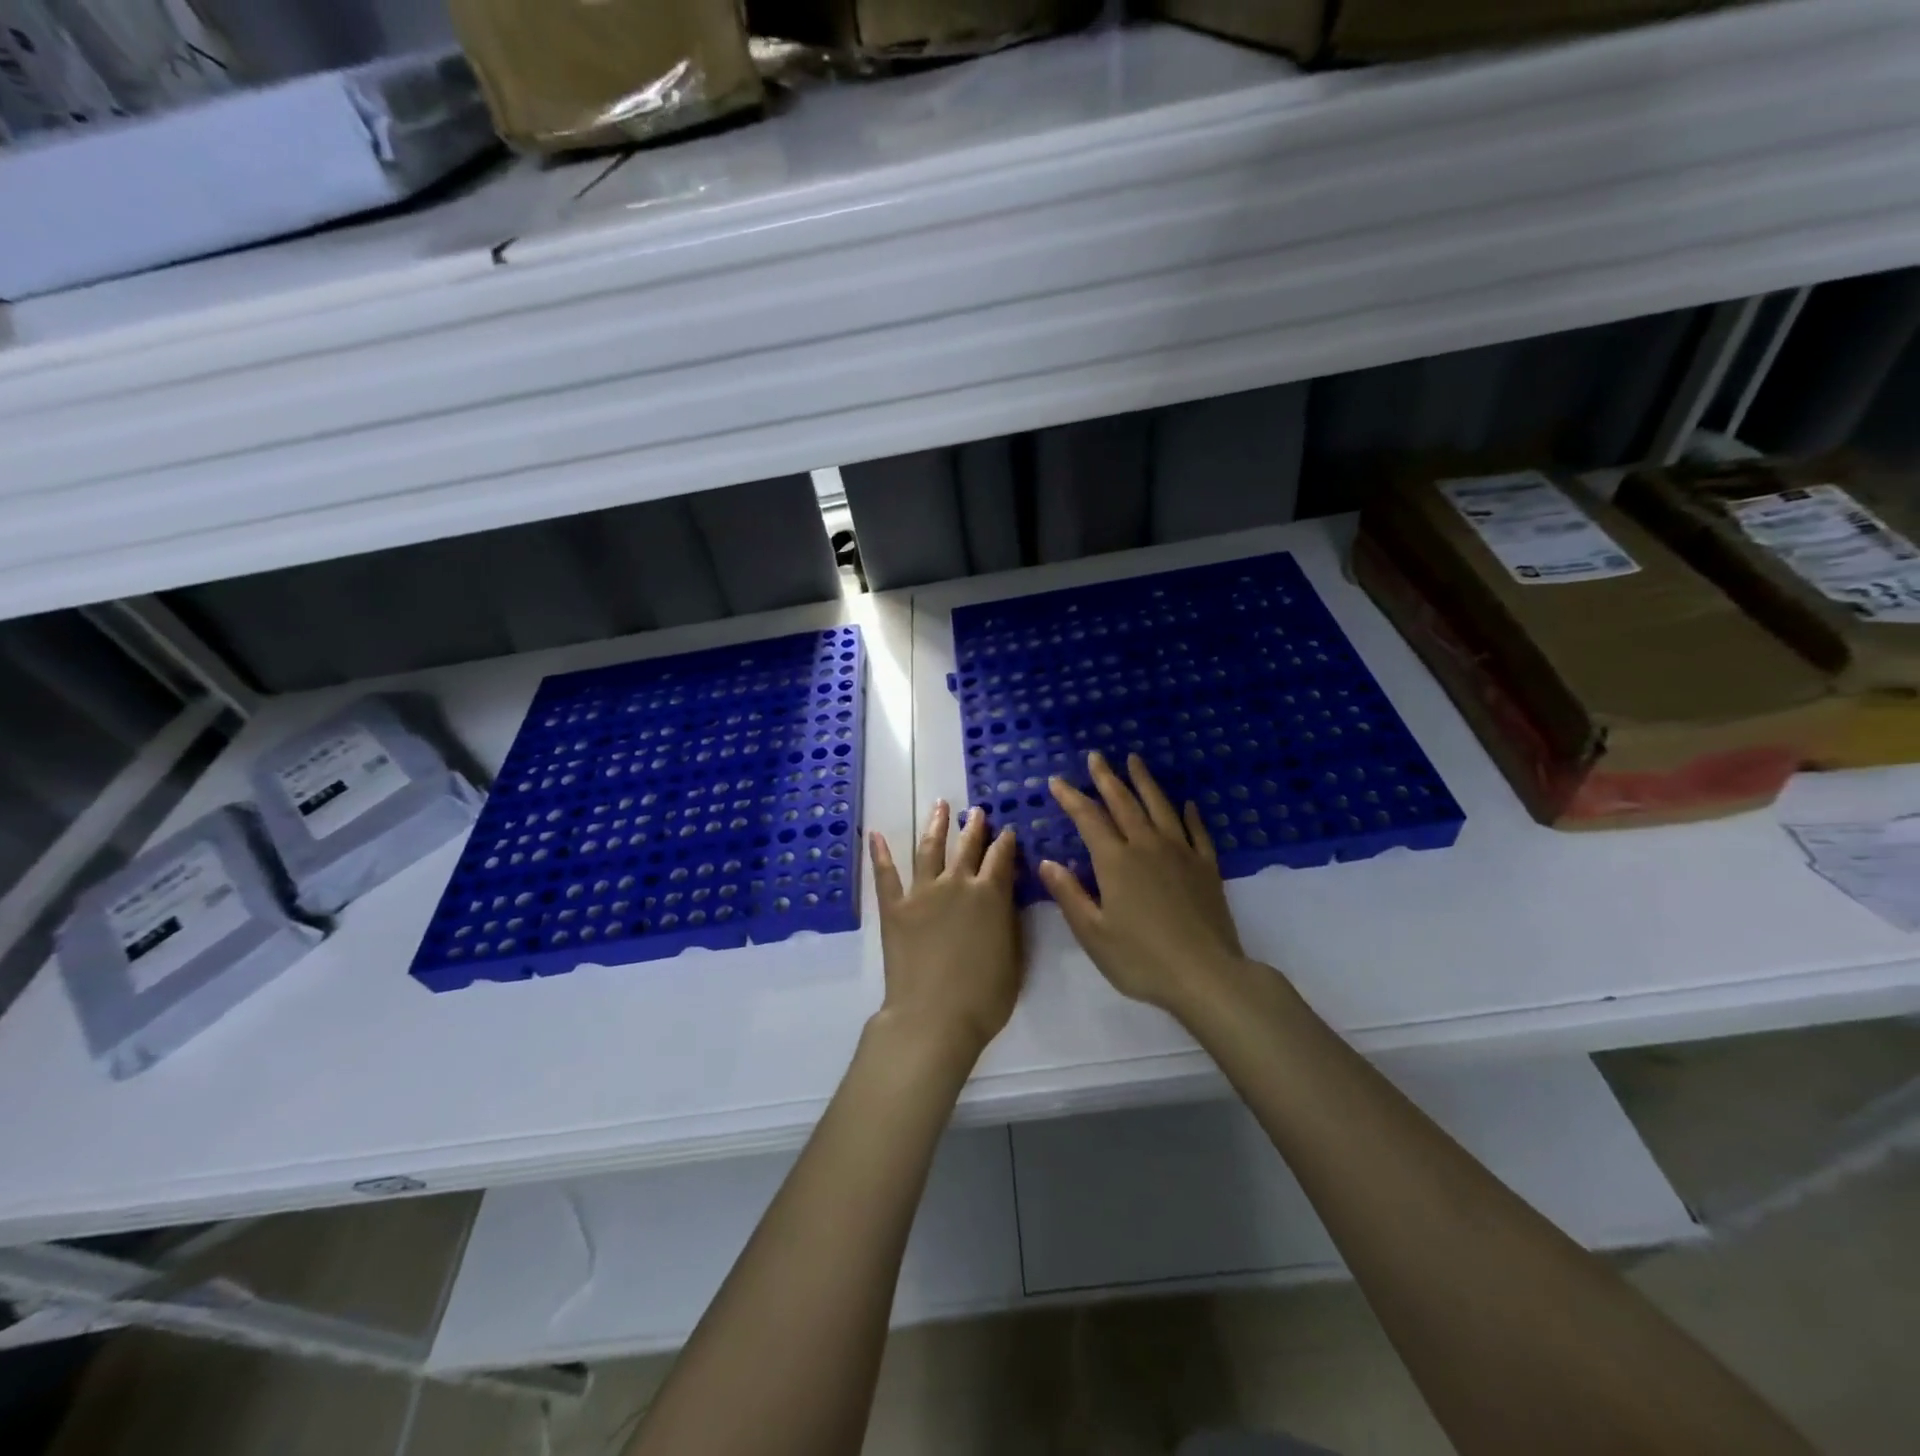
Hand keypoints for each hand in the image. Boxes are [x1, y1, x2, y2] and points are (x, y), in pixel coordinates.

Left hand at [868, 802, 1022, 1061]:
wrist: (933, 1016)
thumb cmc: (984, 997)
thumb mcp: (1014, 957)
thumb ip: (1009, 920)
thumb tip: (1006, 895)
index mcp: (990, 895)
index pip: (1001, 858)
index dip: (1006, 842)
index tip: (1007, 830)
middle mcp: (957, 884)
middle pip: (967, 846)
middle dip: (974, 827)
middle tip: (977, 811)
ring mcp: (922, 892)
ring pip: (929, 849)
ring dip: (936, 825)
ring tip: (940, 806)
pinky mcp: (894, 908)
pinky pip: (885, 875)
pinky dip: (879, 854)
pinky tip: (875, 835)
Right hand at [1041, 752, 1249, 1019]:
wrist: (1206, 975)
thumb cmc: (1141, 959)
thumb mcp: (1093, 933)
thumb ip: (1069, 894)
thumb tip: (1047, 862)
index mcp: (1115, 861)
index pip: (1088, 819)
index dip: (1071, 798)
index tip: (1057, 781)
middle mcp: (1147, 846)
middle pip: (1124, 803)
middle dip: (1106, 778)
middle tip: (1096, 756)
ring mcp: (1181, 853)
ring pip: (1160, 807)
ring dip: (1145, 782)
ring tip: (1135, 760)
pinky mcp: (1207, 867)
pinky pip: (1197, 831)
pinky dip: (1190, 814)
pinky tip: (1187, 803)